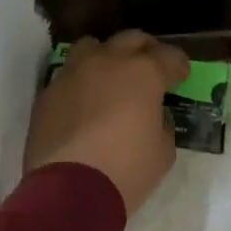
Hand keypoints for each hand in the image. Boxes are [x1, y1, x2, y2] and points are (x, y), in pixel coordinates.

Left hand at [25, 30, 190, 214]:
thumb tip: (153, 114)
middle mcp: (107, 62)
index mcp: (143, 73)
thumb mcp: (163, 151)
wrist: (69, 191)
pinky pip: (69, 75)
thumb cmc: (126, 170)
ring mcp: (73, 74)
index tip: (181, 76)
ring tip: (111, 77)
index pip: (169, 56)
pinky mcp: (48, 93)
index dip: (178, 65)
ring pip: (92, 47)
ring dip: (107, 56)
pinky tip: (84, 103)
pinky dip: (81, 82)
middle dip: (146, 50)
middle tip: (151, 67)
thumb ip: (161, 123)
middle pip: (131, 39)